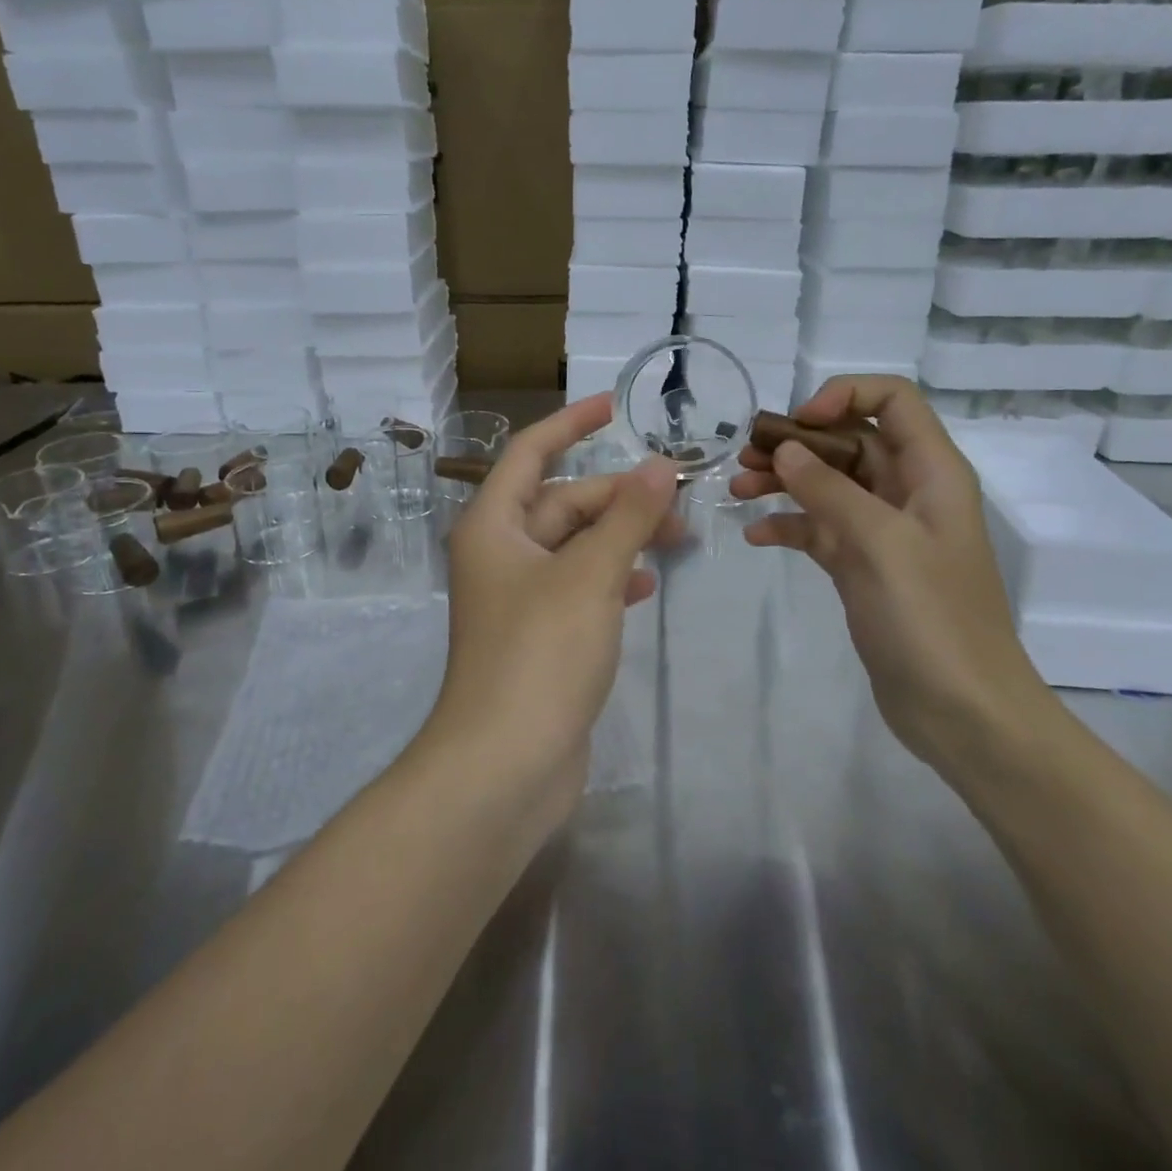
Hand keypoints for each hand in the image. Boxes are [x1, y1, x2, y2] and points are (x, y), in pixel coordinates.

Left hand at [430, 394, 678, 815]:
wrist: (504, 765)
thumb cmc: (540, 654)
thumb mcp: (590, 575)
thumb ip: (628, 517)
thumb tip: (661, 465)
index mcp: (493, 525)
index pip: (531, 452)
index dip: (570, 423)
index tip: (613, 406)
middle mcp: (500, 554)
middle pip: (562, 503)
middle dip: (617, 496)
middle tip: (678, 497)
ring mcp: (518, 598)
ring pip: (575, 547)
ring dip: (621, 537)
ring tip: (676, 539)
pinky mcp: (539, 637)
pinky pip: (579, 588)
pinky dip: (611, 579)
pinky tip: (645, 586)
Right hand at [731, 375, 1053, 762]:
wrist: (963, 712)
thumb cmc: (931, 619)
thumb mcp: (880, 544)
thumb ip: (830, 490)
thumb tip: (784, 451)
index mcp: (931, 472)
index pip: (893, 400)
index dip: (844, 396)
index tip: (797, 426)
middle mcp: (909, 492)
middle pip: (850, 441)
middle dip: (797, 443)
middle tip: (745, 459)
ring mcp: (884, 532)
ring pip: (829, 485)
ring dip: (784, 482)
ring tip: (736, 492)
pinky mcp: (863, 568)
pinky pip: (820, 529)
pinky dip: (789, 526)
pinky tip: (757, 537)